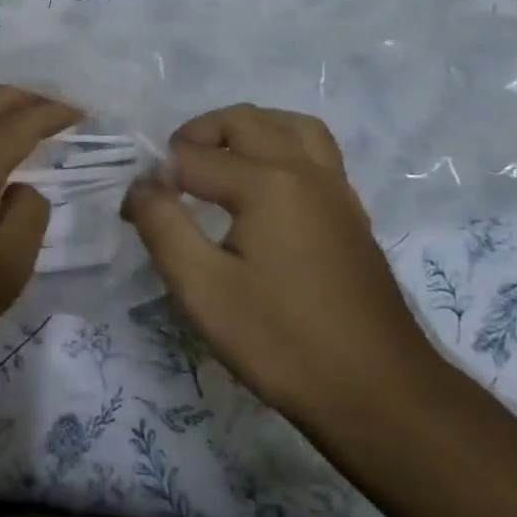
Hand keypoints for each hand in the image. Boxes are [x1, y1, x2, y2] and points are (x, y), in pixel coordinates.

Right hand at [122, 104, 441, 427]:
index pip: (191, 158)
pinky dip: (280, 147)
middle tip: (170, 172)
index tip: (135, 213)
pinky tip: (264, 188)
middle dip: (197, 135)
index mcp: (266, 182)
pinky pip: (314, 152)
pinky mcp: (351, 214)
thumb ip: (163, 225)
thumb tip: (141, 186)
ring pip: (289, 126)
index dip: (155, 180)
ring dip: (247, 130)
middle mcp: (304, 170)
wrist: (381, 395)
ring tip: (219, 161)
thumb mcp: (202, 288)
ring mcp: (335, 190)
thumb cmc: (282, 342)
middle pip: (243, 121)